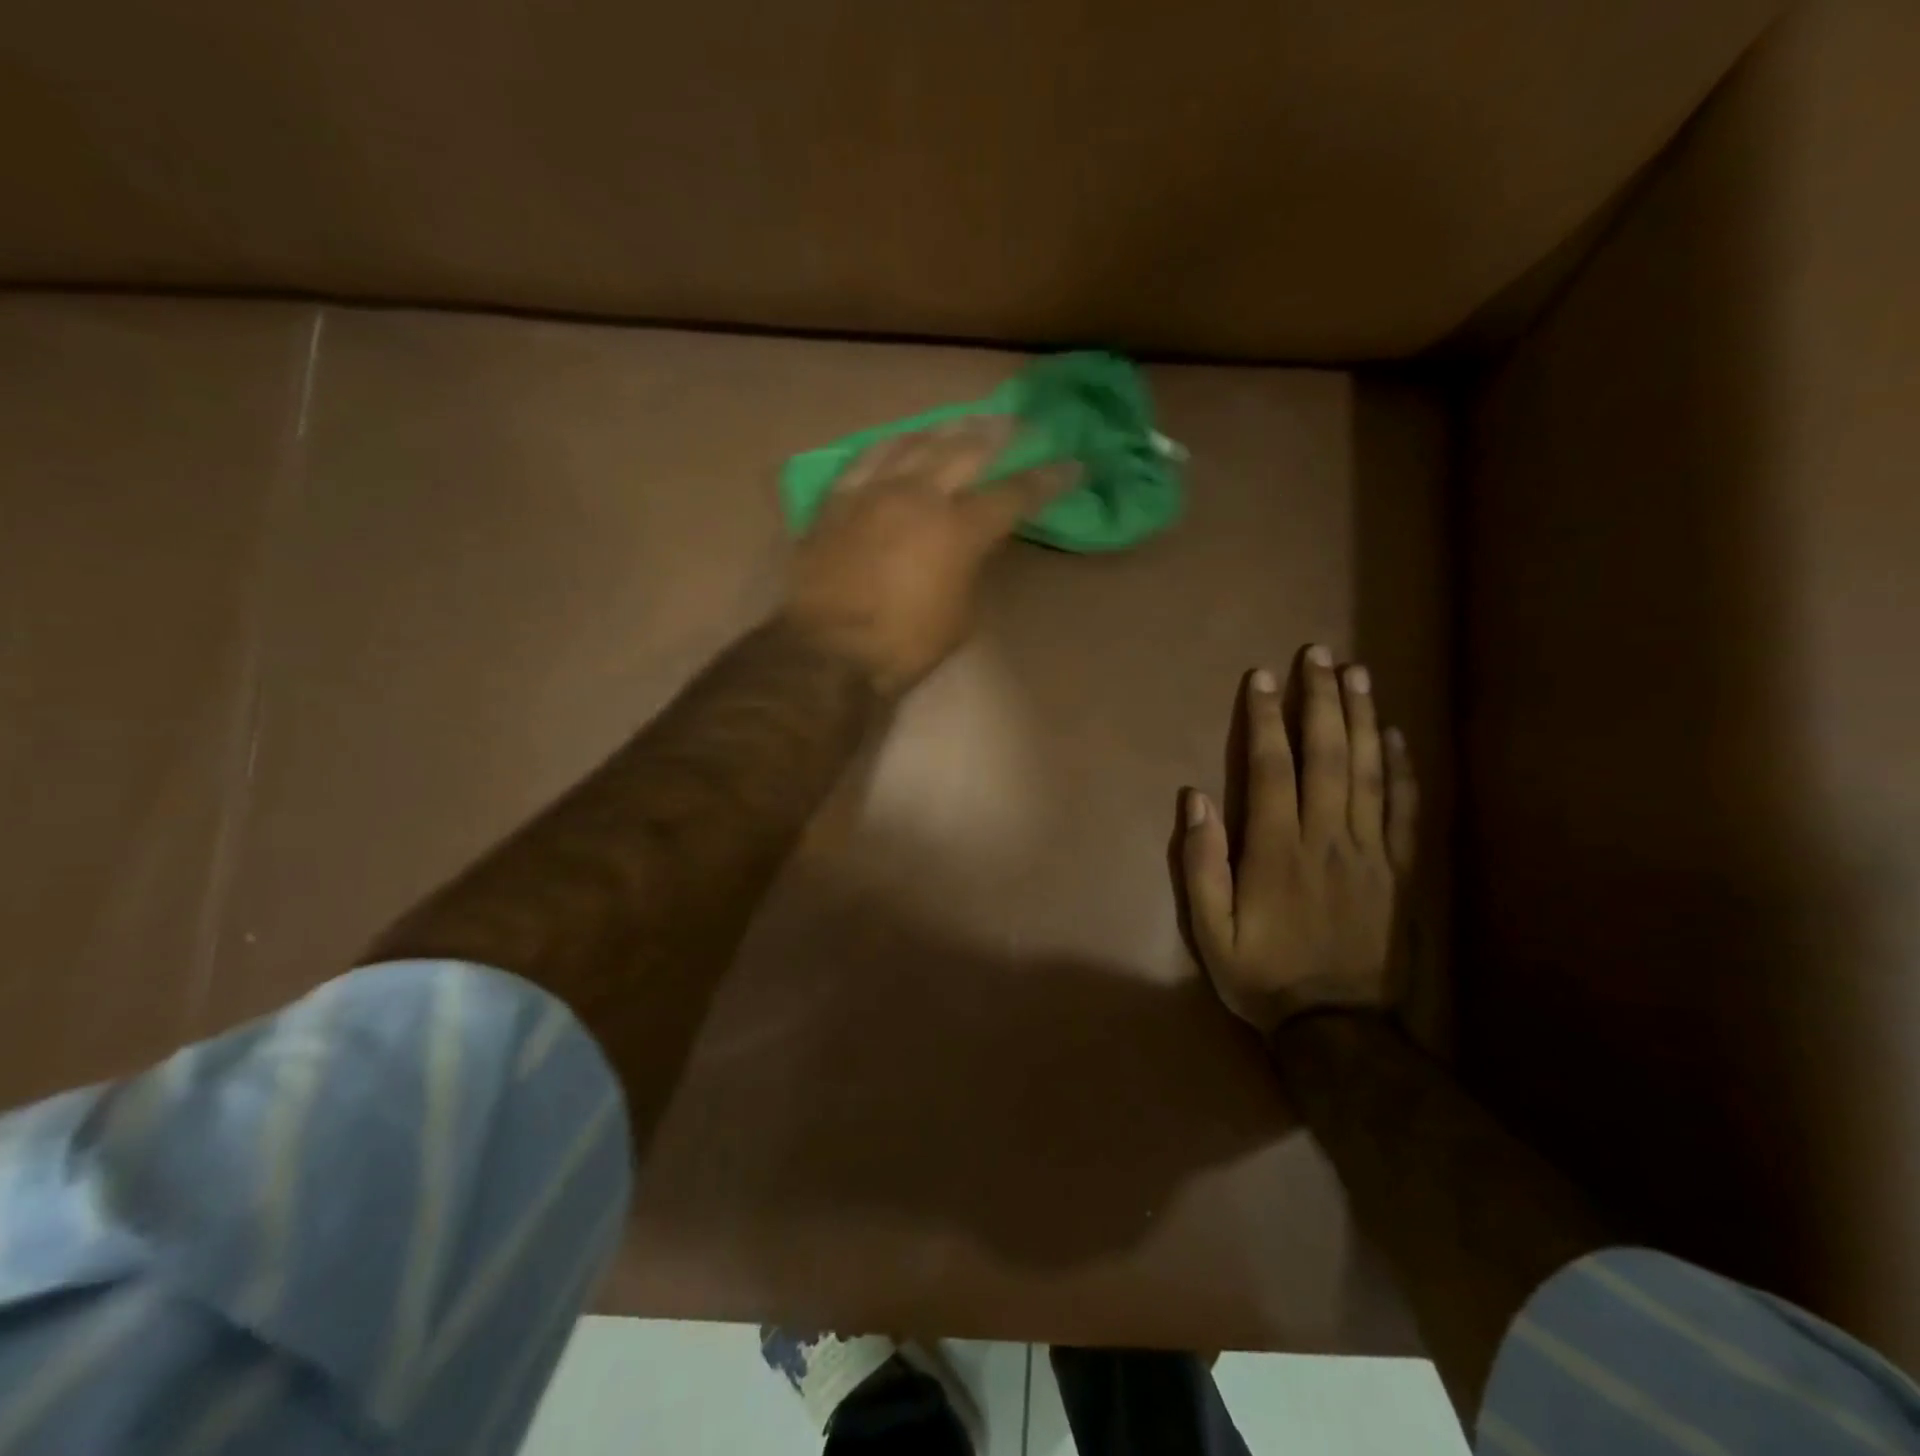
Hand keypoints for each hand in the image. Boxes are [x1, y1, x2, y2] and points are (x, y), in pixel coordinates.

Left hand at [784, 419, 1074, 695]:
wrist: (829, 650)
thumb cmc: (904, 645)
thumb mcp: (960, 615)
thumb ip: (971, 570)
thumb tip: (970, 548)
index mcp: (959, 529)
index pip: (1015, 493)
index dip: (1049, 478)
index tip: (1074, 463)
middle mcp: (920, 495)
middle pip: (967, 449)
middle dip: (1001, 434)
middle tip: (1020, 424)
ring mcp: (874, 491)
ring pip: (916, 441)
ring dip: (947, 428)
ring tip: (966, 421)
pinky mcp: (837, 500)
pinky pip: (867, 457)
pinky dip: (892, 444)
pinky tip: (902, 439)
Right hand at [1179, 646, 1418, 1033]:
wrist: (1338, 1029)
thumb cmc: (1263, 976)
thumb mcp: (1211, 931)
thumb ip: (1202, 864)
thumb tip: (1195, 799)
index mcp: (1277, 851)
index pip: (1273, 769)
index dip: (1267, 720)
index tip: (1263, 678)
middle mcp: (1327, 839)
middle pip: (1326, 756)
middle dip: (1321, 700)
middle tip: (1319, 655)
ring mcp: (1370, 852)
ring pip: (1368, 772)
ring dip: (1362, 718)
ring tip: (1358, 674)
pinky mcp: (1399, 870)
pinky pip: (1404, 809)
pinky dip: (1402, 767)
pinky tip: (1397, 734)